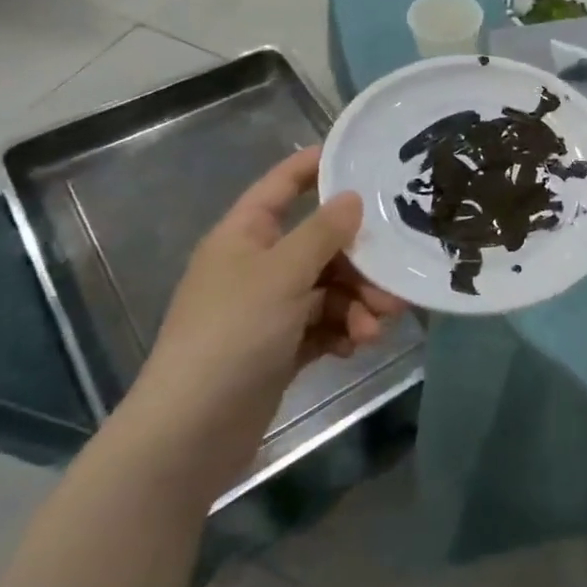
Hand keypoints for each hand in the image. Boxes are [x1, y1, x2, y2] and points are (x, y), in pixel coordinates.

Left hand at [121, 147, 405, 497]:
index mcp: (244, 236)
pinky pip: (323, 325)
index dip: (313, 167)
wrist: (193, 430)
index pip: (281, 186)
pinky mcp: (280, 348)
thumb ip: (322, 233)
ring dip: (357, 305)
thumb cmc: (234, 334)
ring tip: (376, 328)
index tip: (359, 156)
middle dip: (359, 264)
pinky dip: (342, 332)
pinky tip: (356, 347)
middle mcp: (256, 267)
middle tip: (393, 284)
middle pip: (320, 246)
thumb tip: (352, 198)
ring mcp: (268, 310)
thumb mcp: (283, 274)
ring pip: (329, 290)